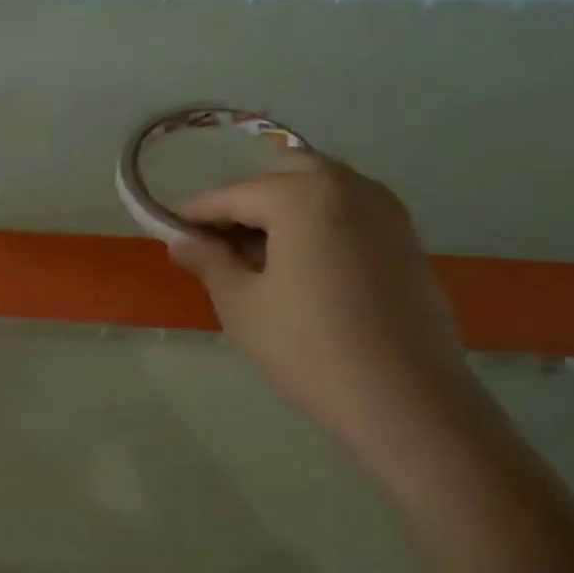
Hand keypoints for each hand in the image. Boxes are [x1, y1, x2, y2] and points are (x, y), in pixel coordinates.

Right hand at [166, 151, 480, 450]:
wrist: (404, 397)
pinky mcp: (406, 240)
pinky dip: (317, 222)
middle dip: (244, 201)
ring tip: (255, 256)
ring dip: (283, 208)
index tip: (167, 230)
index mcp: (304, 196)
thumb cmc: (307, 347)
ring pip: (321, 189)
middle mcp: (351, 187)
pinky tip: (300, 265)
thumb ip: (209, 262)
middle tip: (216, 242)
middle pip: (283, 175)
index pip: (234, 193)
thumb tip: (181, 240)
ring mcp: (386, 211)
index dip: (196, 212)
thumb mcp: (241, 304)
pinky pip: (349, 211)